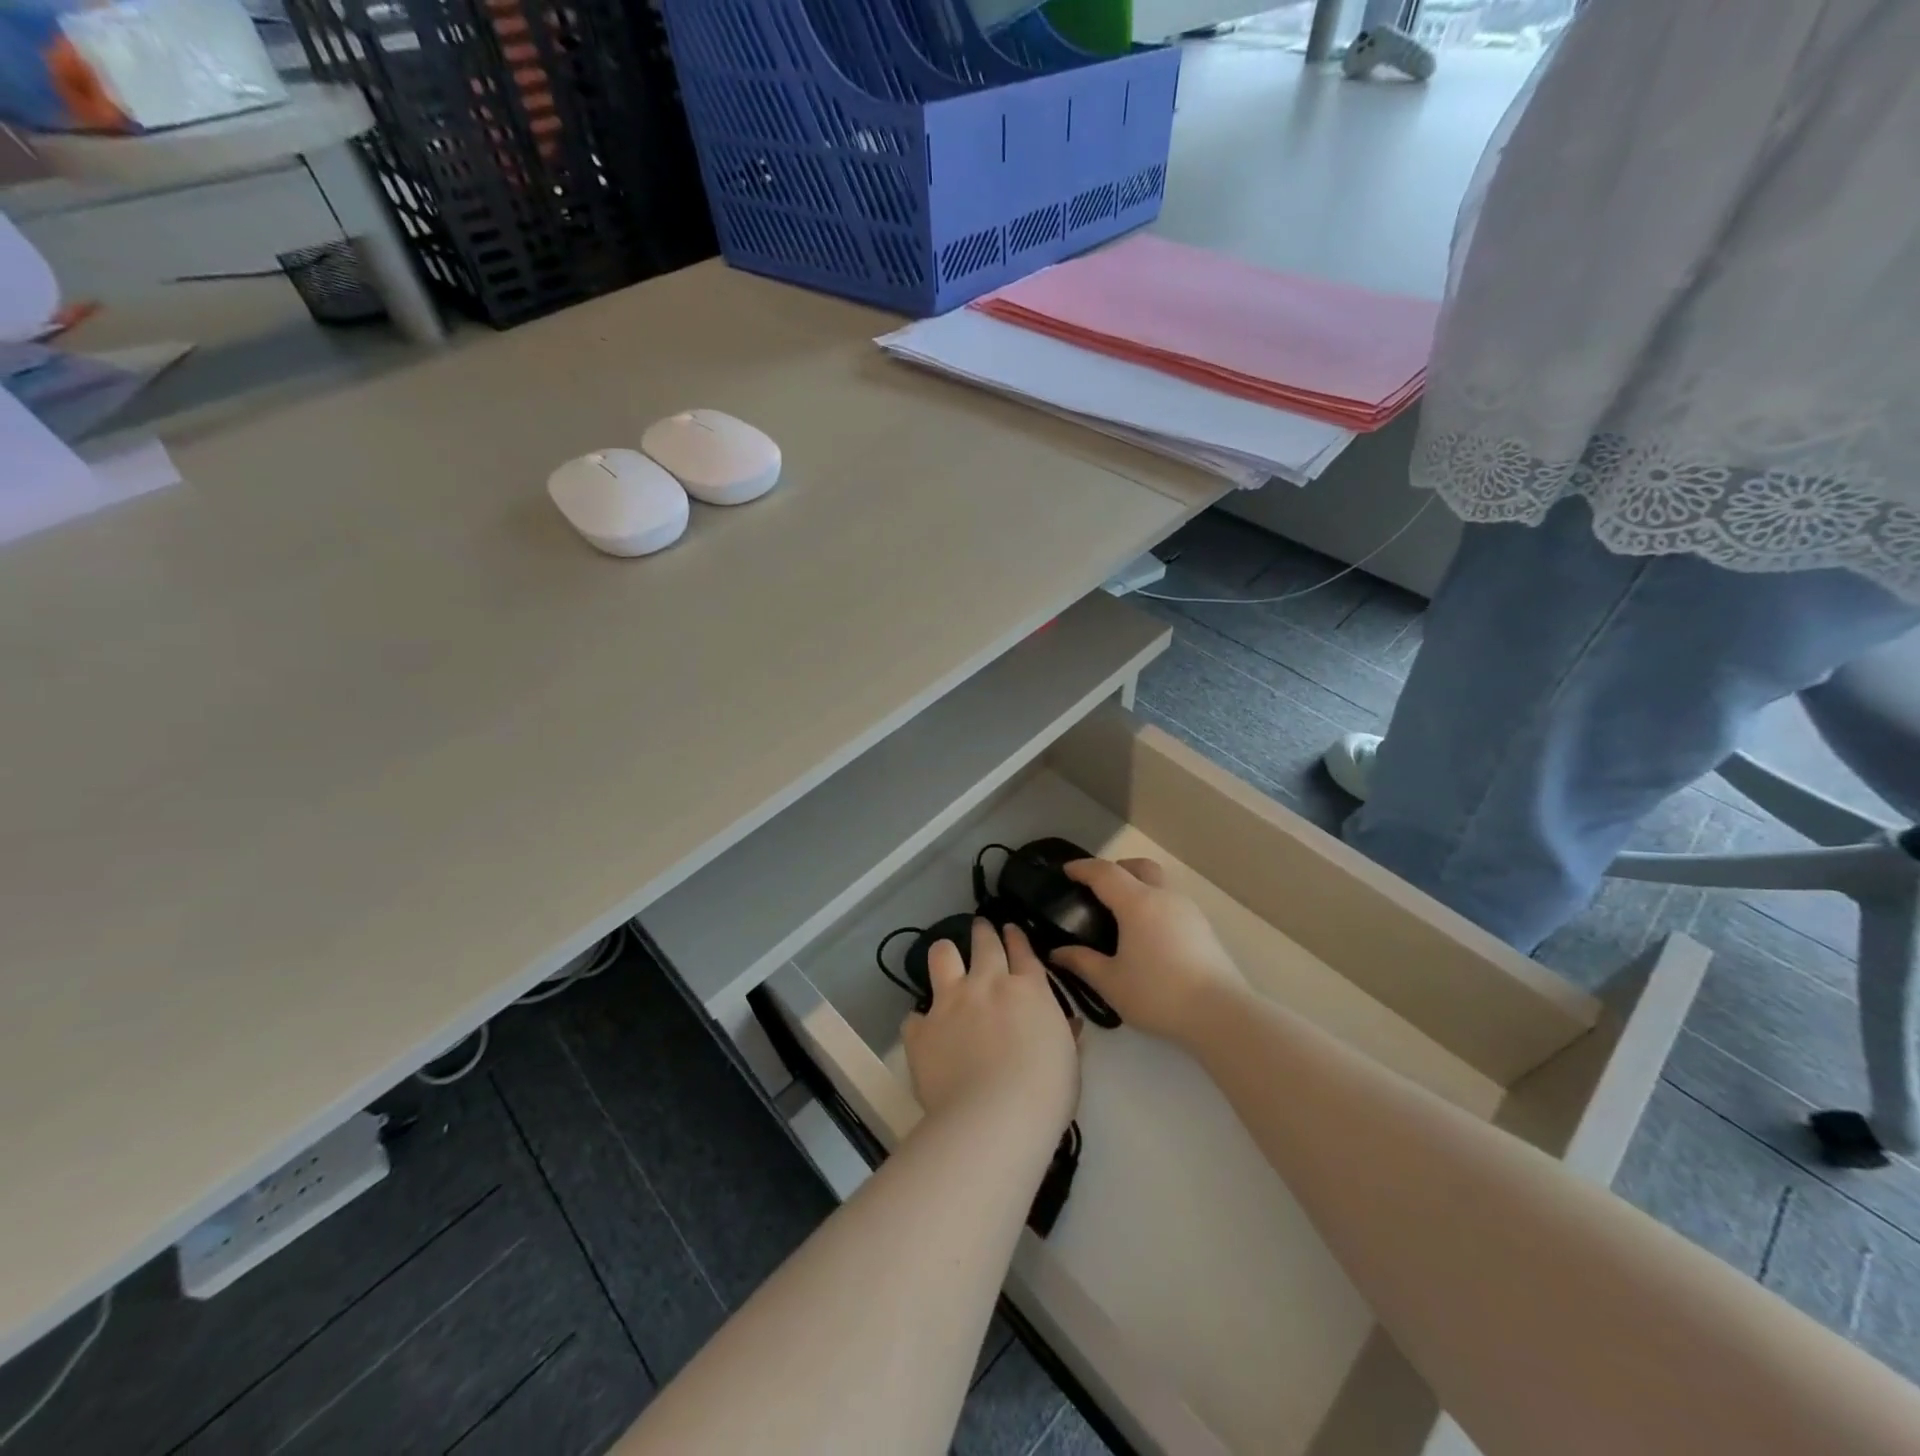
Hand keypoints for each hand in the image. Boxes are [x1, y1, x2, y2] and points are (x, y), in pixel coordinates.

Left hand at [902, 919, 1078, 1139]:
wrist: (994, 1118)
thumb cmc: (1045, 1094)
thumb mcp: (1068, 1062)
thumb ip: (1063, 1035)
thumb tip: (1067, 1025)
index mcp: (1028, 990)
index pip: (1022, 950)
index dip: (1016, 936)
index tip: (1011, 930)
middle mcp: (987, 984)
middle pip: (984, 942)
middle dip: (983, 932)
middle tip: (981, 929)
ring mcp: (950, 1002)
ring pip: (942, 955)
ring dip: (945, 954)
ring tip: (946, 958)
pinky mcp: (922, 1029)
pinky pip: (914, 1015)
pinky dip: (920, 1021)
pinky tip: (925, 1032)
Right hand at [1051, 858, 1247, 1046]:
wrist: (1221, 1014)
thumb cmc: (1158, 994)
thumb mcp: (1111, 983)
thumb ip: (1082, 963)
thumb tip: (1058, 952)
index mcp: (1138, 903)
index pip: (1105, 873)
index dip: (1083, 868)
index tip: (1066, 870)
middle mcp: (1164, 897)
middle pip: (1139, 867)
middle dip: (1116, 869)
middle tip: (1098, 888)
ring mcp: (1188, 910)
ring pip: (1159, 882)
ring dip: (1138, 885)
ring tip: (1122, 913)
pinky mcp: (1203, 928)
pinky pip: (1171, 902)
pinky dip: (1154, 904)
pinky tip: (1147, 933)